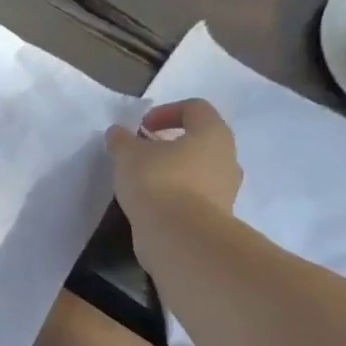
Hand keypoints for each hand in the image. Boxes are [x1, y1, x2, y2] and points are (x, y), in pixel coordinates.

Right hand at [108, 99, 241, 235]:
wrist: (180, 236)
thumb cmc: (158, 182)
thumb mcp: (128, 155)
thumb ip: (122, 140)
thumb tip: (118, 132)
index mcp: (212, 133)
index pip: (195, 108)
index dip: (166, 112)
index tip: (141, 127)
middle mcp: (227, 157)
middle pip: (200, 140)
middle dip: (171, 143)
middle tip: (144, 153)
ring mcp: (226, 189)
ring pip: (199, 170)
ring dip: (175, 171)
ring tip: (145, 182)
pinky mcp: (217, 215)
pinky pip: (196, 196)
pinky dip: (176, 195)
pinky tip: (153, 204)